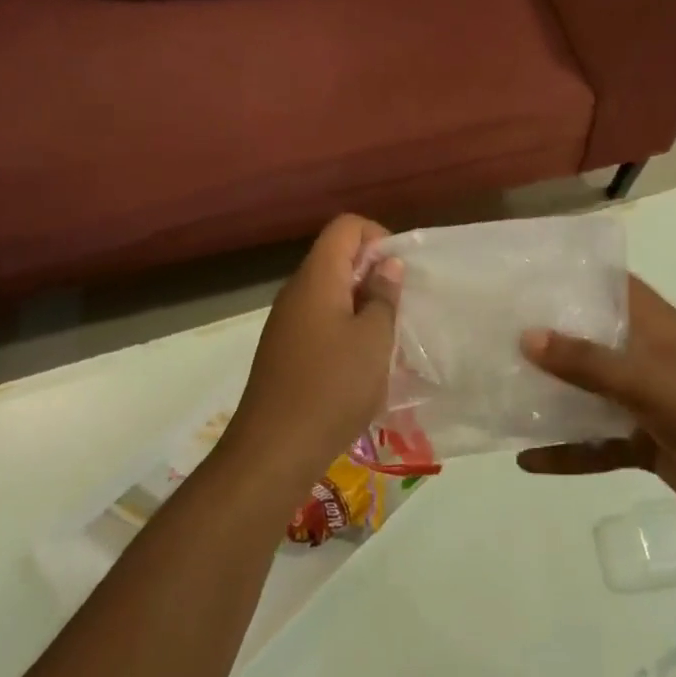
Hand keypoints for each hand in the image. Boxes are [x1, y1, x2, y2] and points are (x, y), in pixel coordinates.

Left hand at [226, 215, 400, 490]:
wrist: (274, 450)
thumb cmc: (332, 388)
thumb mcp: (373, 340)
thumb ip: (384, 296)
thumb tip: (387, 264)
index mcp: (317, 278)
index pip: (346, 226)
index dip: (378, 237)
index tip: (400, 273)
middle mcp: (297, 291)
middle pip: (336, 257)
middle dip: (373, 273)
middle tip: (400, 308)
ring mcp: (286, 322)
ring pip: (330, 292)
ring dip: (361, 304)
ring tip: (386, 338)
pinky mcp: (284, 350)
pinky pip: (320, 321)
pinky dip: (344, 328)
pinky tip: (361, 364)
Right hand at [517, 277, 675, 527]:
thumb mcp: (647, 380)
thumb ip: (586, 362)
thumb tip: (525, 336)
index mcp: (653, 326)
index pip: (610, 287)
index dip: (573, 277)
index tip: (525, 274)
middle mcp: (645, 356)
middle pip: (589, 340)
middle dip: (548, 337)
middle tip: (493, 331)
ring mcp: (644, 401)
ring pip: (587, 393)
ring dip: (551, 396)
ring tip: (498, 390)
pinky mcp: (644, 442)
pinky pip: (595, 444)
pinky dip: (566, 452)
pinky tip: (526, 459)